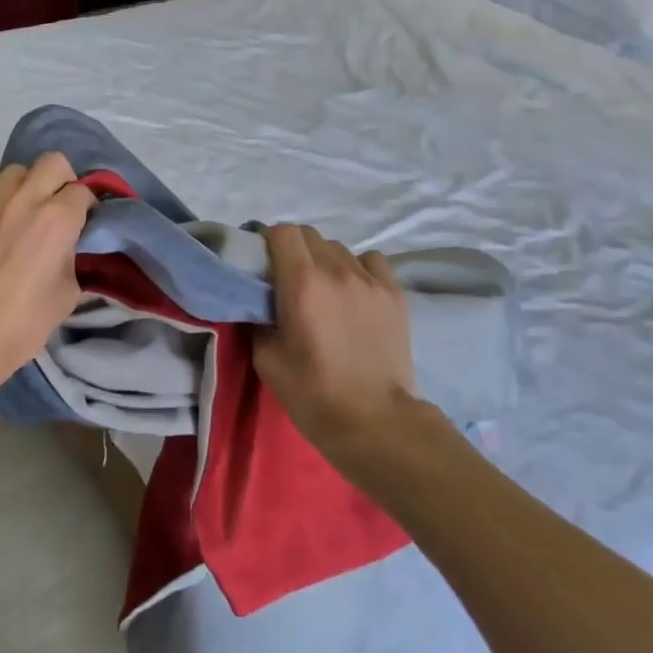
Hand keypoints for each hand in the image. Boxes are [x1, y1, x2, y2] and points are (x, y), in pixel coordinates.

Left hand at [0, 154, 95, 379]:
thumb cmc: (27, 319)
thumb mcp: (68, 292)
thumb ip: (73, 257)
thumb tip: (68, 248)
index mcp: (58, 218)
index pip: (84, 190)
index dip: (91, 203)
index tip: (91, 219)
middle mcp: (27, 200)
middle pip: (53, 162)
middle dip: (65, 178)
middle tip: (66, 204)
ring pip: (19, 170)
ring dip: (32, 182)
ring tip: (35, 209)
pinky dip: (10, 203)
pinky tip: (11, 228)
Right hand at [254, 225, 420, 456]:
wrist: (373, 420)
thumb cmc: (312, 392)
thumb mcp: (266, 358)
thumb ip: (258, 318)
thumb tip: (257, 300)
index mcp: (302, 283)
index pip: (282, 232)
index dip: (267, 241)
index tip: (261, 261)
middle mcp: (337, 270)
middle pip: (309, 235)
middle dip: (293, 249)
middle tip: (287, 278)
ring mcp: (370, 280)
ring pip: (339, 248)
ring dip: (323, 259)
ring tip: (322, 288)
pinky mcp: (395, 293)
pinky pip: (371, 261)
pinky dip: (357, 267)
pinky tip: (353, 290)